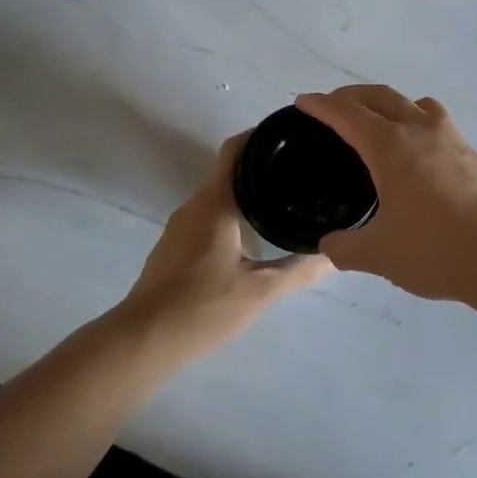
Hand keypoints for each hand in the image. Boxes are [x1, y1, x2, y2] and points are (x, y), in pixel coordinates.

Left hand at [117, 133, 331, 362]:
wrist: (141, 342)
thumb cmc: (201, 308)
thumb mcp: (259, 292)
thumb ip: (299, 270)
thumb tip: (335, 255)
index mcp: (214, 203)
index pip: (235, 150)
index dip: (260, 135)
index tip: (290, 134)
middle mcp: (194, 206)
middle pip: (229, 171)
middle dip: (262, 167)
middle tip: (300, 172)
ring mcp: (180, 227)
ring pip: (218, 196)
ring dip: (247, 193)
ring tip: (284, 200)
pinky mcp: (174, 248)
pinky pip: (208, 217)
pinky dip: (232, 215)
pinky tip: (253, 235)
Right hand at [296, 85, 476, 307]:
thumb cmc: (436, 249)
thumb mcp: (379, 255)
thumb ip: (345, 248)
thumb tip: (329, 245)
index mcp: (390, 146)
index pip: (347, 114)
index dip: (321, 105)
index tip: (303, 101)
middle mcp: (419, 130)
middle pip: (379, 96)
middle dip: (351, 96)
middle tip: (332, 106)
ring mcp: (450, 137)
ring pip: (411, 102)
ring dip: (386, 102)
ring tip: (375, 119)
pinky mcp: (471, 152)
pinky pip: (434, 119)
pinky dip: (414, 118)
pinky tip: (416, 147)